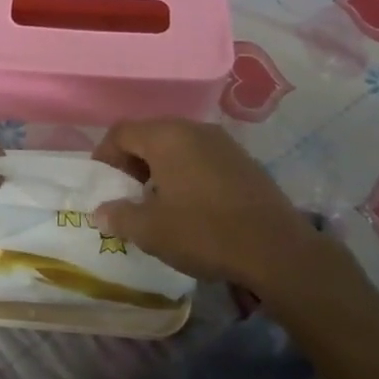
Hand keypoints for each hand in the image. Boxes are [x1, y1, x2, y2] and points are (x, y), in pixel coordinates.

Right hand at [90, 119, 330, 290]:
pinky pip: (202, 157)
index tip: (103, 186)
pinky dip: (187, 174)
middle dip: (132, 162)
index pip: (121, 132)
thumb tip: (101, 212)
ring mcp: (223, 142)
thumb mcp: (151, 231)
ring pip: (178, 146)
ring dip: (160, 168)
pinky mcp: (244, 161)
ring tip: (158, 203)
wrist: (277, 250)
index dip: (104, 156)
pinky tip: (192, 206)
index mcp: (166, 136)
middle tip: (127, 195)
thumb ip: (119, 216)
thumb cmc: (204, 233)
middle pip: (150, 135)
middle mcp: (193, 129)